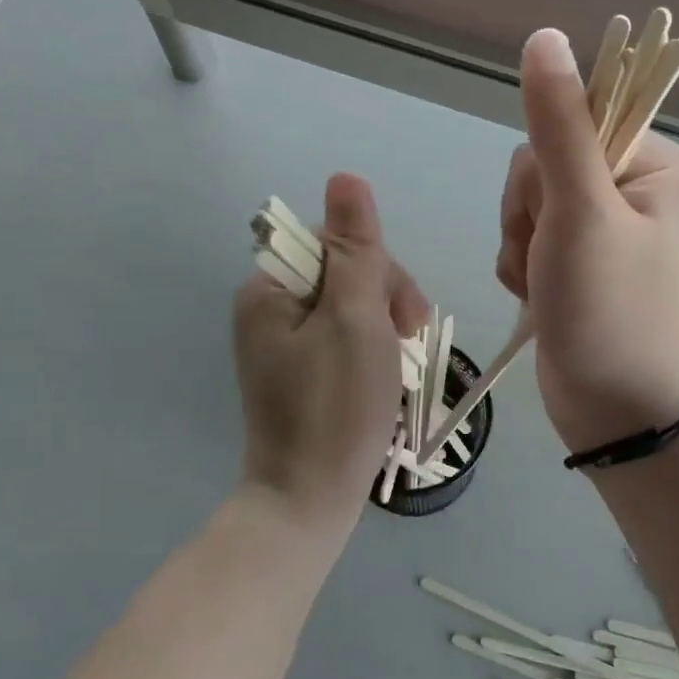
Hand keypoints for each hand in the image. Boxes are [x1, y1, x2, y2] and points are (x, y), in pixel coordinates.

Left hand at [233, 173, 427, 531]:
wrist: (308, 502)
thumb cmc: (336, 408)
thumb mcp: (354, 318)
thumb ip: (355, 248)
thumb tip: (346, 176)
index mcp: (271, 290)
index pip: (339, 246)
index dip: (381, 274)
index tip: (402, 320)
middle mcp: (271, 310)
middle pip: (348, 276)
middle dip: (387, 307)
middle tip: (406, 351)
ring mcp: (285, 345)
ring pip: (355, 310)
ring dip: (387, 334)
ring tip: (399, 377)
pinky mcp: (302, 373)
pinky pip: (347, 342)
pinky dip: (374, 357)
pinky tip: (386, 385)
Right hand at [497, 28, 678, 454]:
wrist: (612, 409)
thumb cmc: (607, 310)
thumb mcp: (581, 212)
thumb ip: (558, 124)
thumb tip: (544, 37)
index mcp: (655, 162)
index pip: (574, 120)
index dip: (547, 167)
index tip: (560, 213)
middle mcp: (632, 185)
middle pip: (542, 160)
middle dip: (530, 212)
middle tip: (553, 256)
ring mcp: (602, 224)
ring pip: (525, 199)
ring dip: (520, 242)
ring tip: (545, 283)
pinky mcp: (576, 257)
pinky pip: (524, 234)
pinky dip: (520, 265)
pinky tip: (537, 295)